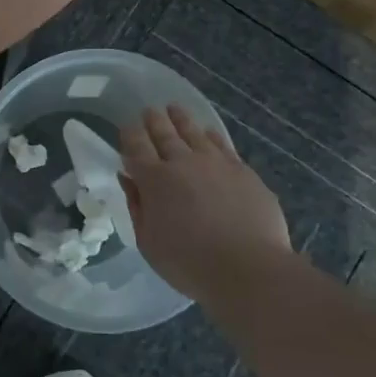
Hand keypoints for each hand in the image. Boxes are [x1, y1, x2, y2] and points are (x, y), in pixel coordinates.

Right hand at [121, 105, 290, 299]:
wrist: (248, 268)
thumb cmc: (189, 263)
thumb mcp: (148, 242)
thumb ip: (137, 206)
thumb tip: (129, 178)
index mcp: (154, 180)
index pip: (136, 147)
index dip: (130, 134)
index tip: (127, 127)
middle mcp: (183, 162)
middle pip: (164, 133)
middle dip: (154, 120)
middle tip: (149, 110)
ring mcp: (215, 163)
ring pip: (193, 132)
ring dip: (181, 119)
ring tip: (174, 109)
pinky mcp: (242, 170)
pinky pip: (221, 144)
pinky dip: (210, 135)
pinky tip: (208, 133)